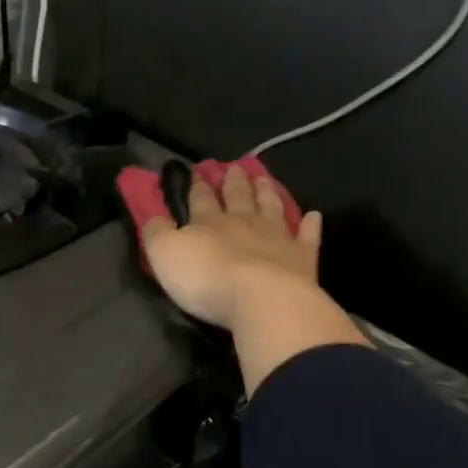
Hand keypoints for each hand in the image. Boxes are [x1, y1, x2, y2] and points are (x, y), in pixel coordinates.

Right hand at [134, 161, 369, 394]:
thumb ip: (157, 233)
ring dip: (266, 193)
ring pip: (271, 208)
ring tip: (264, 179)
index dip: (198, 186)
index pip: (201, 199)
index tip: (199, 171)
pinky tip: (313, 215)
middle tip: (235, 167)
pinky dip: (309, 225)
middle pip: (238, 197)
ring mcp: (277, 238)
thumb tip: (154, 217)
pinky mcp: (302, 259)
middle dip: (234, 182)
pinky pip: (307, 237)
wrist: (262, 300)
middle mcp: (244, 223)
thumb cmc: (206, 279)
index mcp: (208, 222)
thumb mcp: (165, 255)